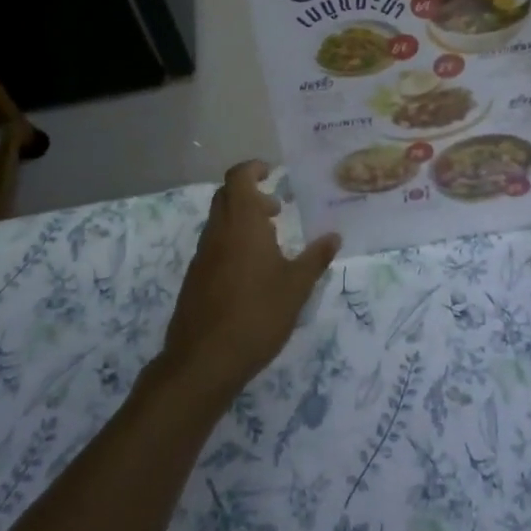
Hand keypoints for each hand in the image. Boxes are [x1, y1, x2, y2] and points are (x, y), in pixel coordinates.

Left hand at [159, 161, 340, 404]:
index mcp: (241, 223)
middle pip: (227, 196)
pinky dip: (232, 243)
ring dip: (242, 220)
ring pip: (219, 221)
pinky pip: (214, 245)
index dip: (253, 168)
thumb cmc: (256, 315)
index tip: (272, 172)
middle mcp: (217, 232)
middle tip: (277, 209)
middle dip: (250, 194)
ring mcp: (202, 255)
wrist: (203, 361)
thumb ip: (316, 258)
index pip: (238, 177)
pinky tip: (252, 272)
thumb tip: (335, 236)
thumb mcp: (297, 287)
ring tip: (271, 242)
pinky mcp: (195, 278)